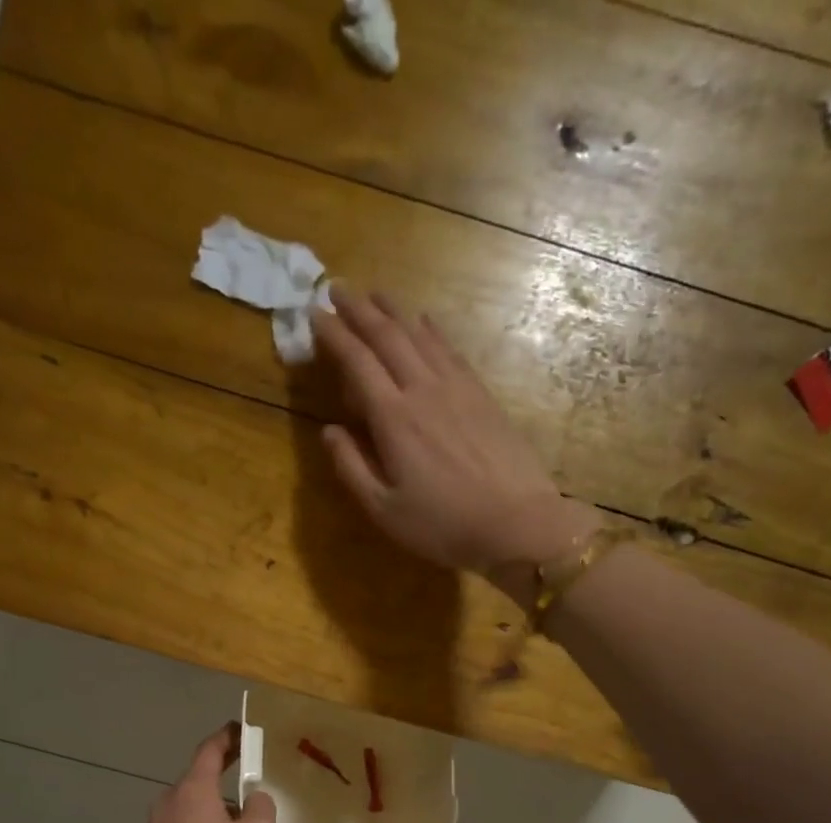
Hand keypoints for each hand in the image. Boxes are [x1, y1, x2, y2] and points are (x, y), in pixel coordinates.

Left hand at [136, 725, 276, 822]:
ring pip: (189, 805)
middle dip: (223, 775)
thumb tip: (253, 798)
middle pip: (198, 778)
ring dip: (212, 805)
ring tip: (239, 822)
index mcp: (192, 789)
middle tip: (249, 778)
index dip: (227, 737)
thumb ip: (261, 807)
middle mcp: (167, 800)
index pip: (209, 750)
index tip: (241, 730)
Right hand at [312, 286, 600, 585]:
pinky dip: (432, 330)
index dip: (334, 336)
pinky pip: (450, 350)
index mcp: (393, 419)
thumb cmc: (442, 525)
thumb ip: (351, 468)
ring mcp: (457, 388)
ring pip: (420, 335)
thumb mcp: (384, 510)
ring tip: (375, 294)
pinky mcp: (481, 395)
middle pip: (387, 337)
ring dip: (394, 311)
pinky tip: (425, 321)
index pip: (357, 363)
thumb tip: (328, 431)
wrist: (515, 522)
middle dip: (359, 311)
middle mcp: (423, 390)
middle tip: (337, 289)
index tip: (314, 314)